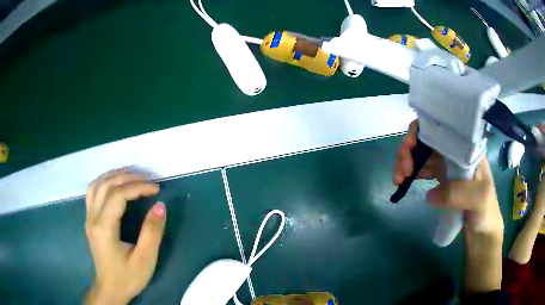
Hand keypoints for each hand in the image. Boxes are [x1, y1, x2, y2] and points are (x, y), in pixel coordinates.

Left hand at [85, 169, 165, 304]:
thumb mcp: (145, 259)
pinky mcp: (90, 220)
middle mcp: (93, 218)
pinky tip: (116, 184)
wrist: (110, 288)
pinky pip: (93, 191)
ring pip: (97, 184)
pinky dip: (105, 182)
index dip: (138, 187)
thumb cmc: (128, 277)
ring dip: (115, 175)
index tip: (156, 188)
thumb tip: (160, 206)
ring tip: (133, 175)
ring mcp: (89, 217)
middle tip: (148, 178)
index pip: (118, 195)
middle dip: (128, 177)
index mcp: (104, 228)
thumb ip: (152, 232)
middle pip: (106, 185)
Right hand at [394, 120, 501, 236]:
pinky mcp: (441, 177)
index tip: (410, 153)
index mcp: (465, 146)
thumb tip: (429, 194)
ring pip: (421, 153)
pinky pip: (421, 168)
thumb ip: (457, 193)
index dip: (420, 133)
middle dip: (408, 150)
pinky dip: (410, 173)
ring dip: (405, 162)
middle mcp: (454, 150)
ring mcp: (447, 163)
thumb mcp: (478, 199)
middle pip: (425, 138)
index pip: (439, 127)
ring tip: (398, 181)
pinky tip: (403, 183)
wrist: (482, 230)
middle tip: (401, 174)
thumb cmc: (486, 210)